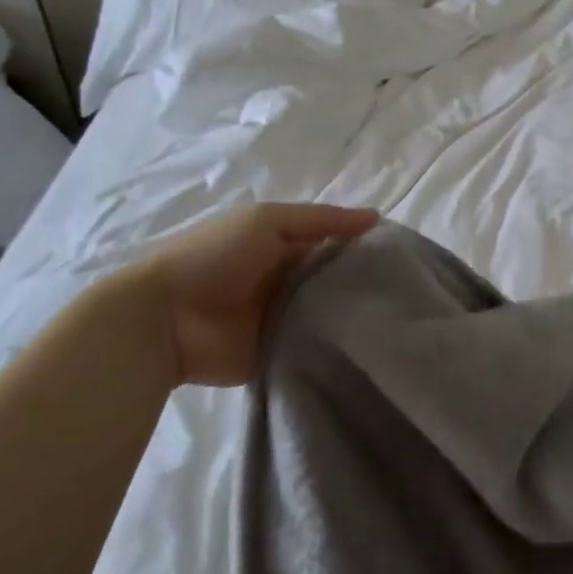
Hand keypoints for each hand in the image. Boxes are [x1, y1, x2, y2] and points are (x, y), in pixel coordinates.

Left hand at [125, 203, 379, 386]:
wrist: (164, 319)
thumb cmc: (215, 256)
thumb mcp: (268, 221)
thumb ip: (321, 220)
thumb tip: (376, 218)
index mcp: (283, 247)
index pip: (334, 244)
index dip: (364, 247)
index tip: (402, 256)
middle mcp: (288, 281)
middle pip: (334, 281)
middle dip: (363, 285)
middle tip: (408, 292)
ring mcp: (283, 320)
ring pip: (328, 316)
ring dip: (351, 317)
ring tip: (399, 321)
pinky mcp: (277, 355)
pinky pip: (313, 350)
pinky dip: (333, 348)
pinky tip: (369, 348)